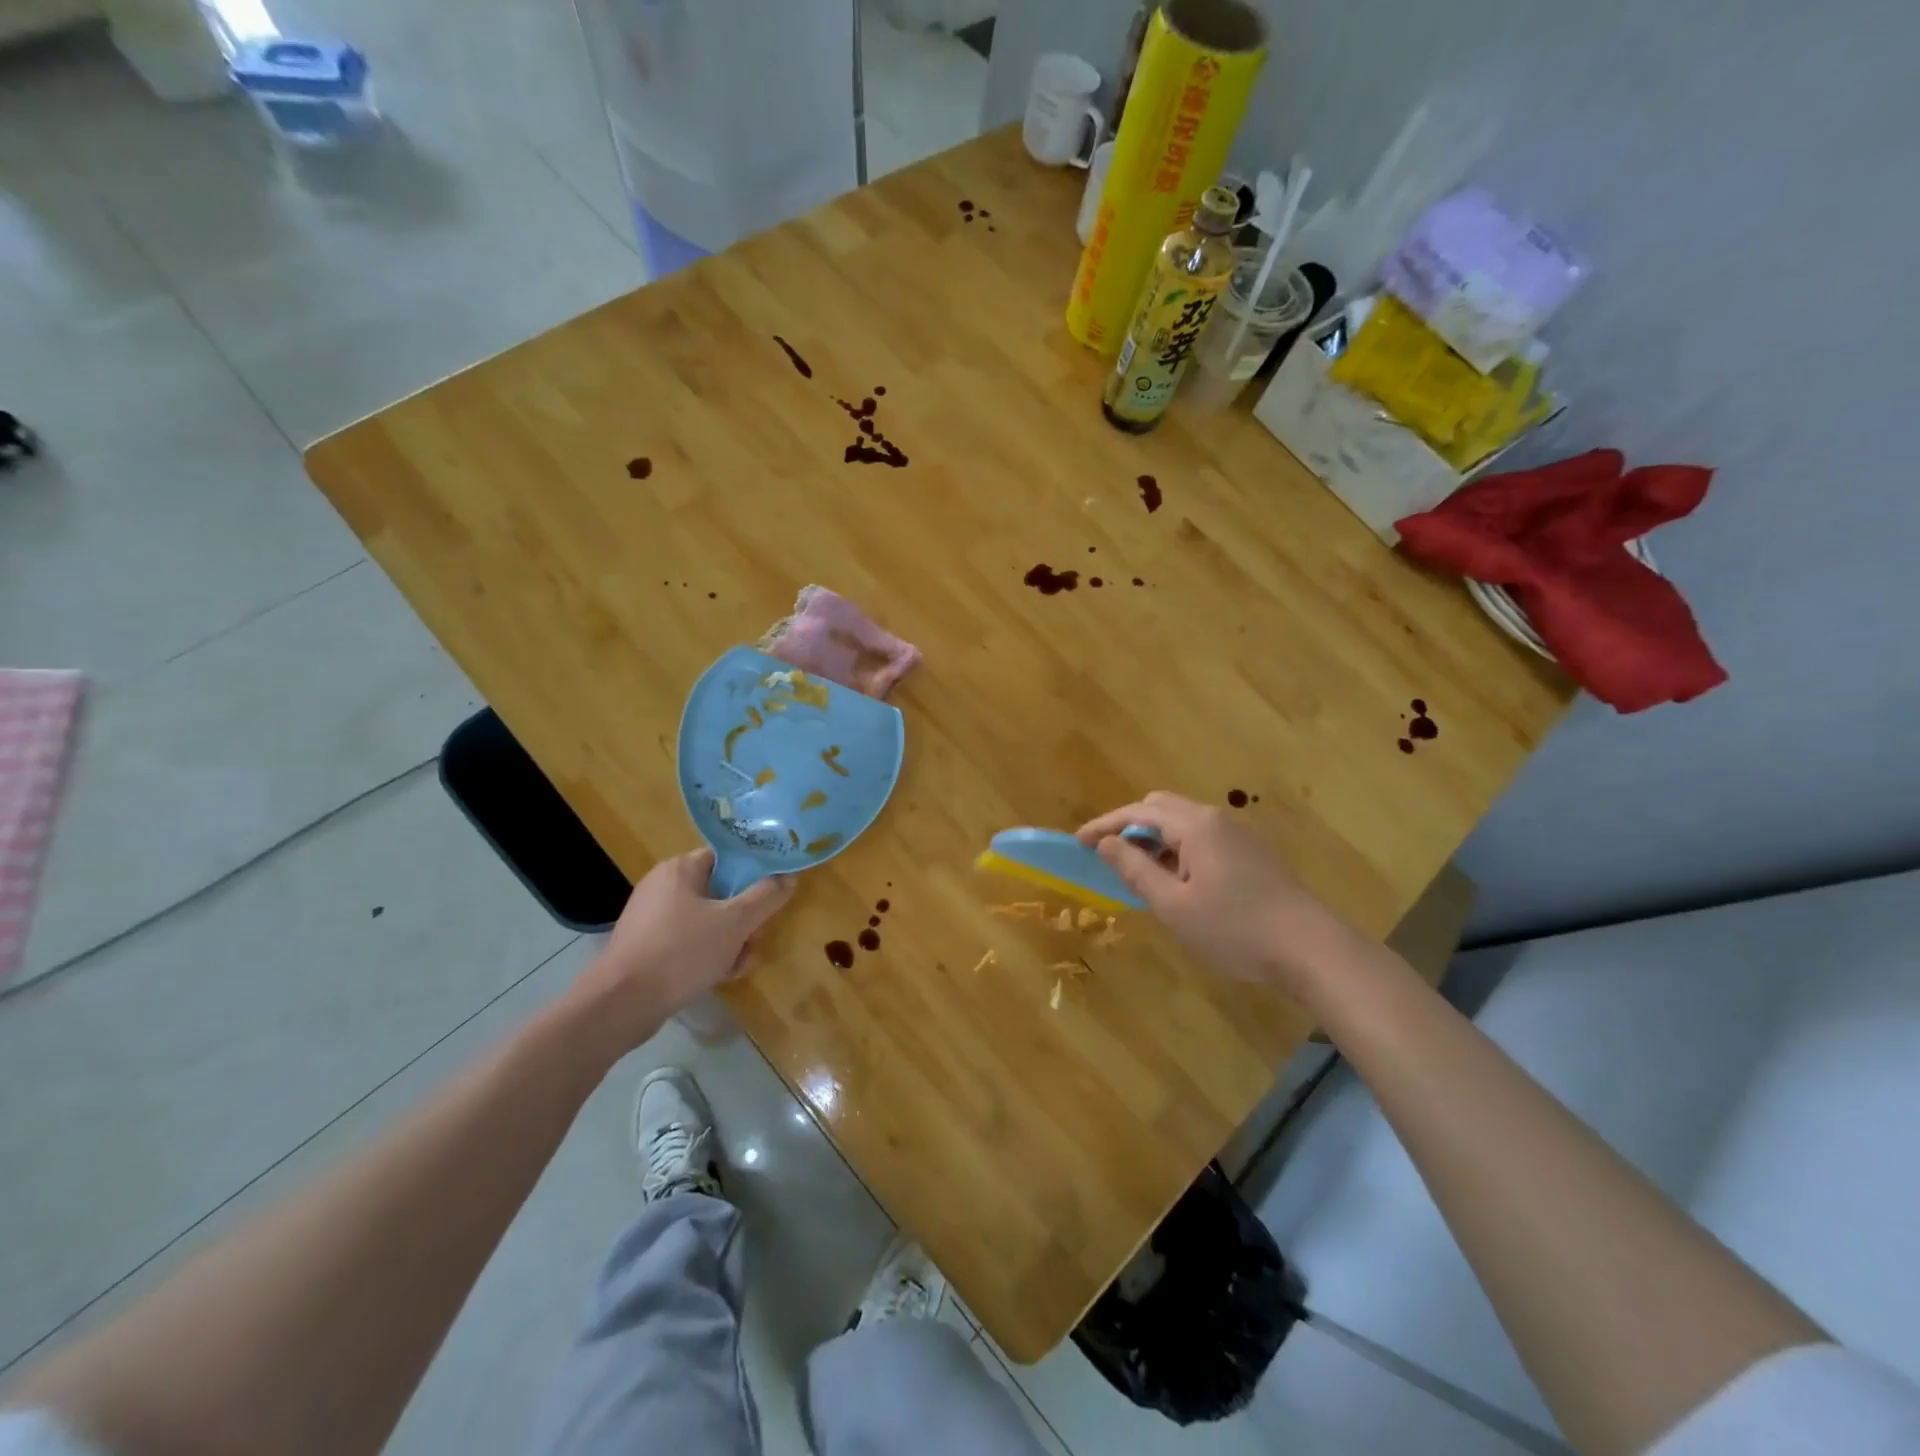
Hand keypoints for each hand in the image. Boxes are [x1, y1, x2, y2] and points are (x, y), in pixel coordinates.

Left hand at [564, 850, 792, 1052]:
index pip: (725, 858)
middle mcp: (663, 887)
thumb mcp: (734, 923)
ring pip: (709, 922)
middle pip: (721, 893)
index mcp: (679, 869)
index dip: (753, 874)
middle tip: (755, 939)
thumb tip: (789, 877)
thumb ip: (766, 897)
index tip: (771, 896)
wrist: (621, 1005)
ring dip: (732, 942)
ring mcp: (653, 920)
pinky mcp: (649, 949)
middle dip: (745, 919)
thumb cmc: (681, 952)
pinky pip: (690, 943)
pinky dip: (709, 956)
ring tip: (740, 965)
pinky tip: (721, 977)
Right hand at [1077, 792, 1351, 991]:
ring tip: (1139, 873)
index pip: (1138, 812)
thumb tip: (1106, 843)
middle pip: (1161, 807)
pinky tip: (1177, 880)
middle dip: (1129, 826)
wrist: (1310, 948)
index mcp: (1195, 826)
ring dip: (1155, 839)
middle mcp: (1216, 818)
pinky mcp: (1251, 852)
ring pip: (1183, 822)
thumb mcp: (1174, 905)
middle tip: (1109, 856)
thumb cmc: (1234, 929)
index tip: (1078, 842)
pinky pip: (1202, 837)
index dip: (1104, 825)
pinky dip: (1178, 848)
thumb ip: (1136, 869)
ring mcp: (1238, 833)